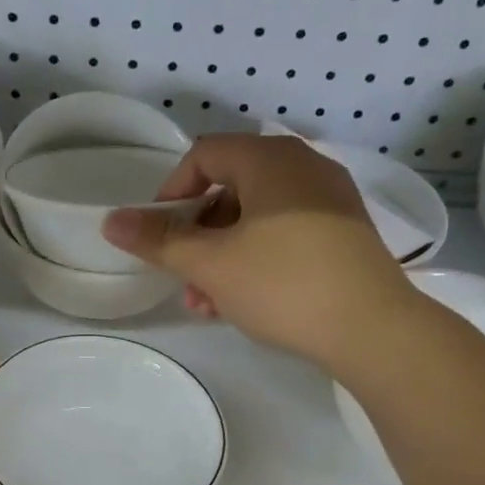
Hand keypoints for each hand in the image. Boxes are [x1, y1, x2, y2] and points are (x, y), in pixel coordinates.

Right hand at [101, 134, 416, 371]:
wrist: (373, 329)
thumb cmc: (283, 284)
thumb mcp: (211, 264)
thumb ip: (159, 241)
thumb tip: (111, 221)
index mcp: (270, 159)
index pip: (203, 155)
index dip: (170, 193)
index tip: (158, 236)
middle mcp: (303, 167)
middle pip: (229, 190)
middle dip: (196, 238)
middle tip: (182, 280)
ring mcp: (329, 200)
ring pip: (256, 219)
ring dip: (222, 257)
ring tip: (207, 305)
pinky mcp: (344, 234)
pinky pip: (285, 235)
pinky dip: (256, 260)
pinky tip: (243, 303)